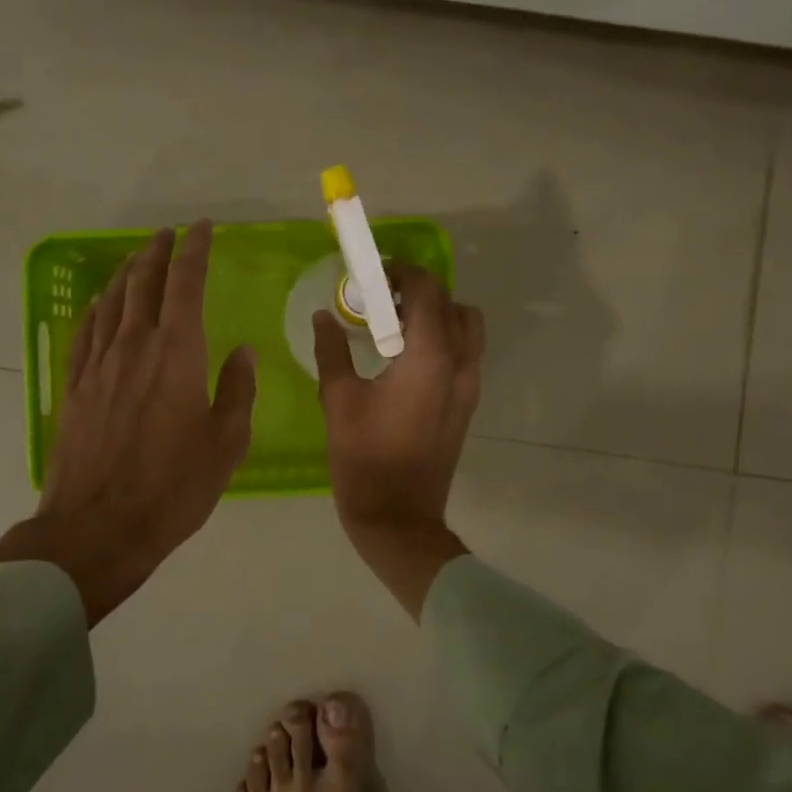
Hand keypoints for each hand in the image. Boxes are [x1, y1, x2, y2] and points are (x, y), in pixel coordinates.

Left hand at [0, 221, 255, 624]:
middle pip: (143, 283)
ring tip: (139, 258)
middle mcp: (134, 346)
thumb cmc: (173, 488)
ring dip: (128, 273)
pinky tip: (102, 303)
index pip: (185, 285)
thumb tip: (242, 353)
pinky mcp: (76, 386)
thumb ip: (237, 392)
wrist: (98, 527)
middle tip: (169, 234)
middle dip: (157, 252)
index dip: (193, 251)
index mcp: (177, 354)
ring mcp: (99, 365)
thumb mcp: (225, 444)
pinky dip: (97, 308)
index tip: (201, 229)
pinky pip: (86, 331)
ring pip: (112, 301)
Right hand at [313, 264, 484, 617]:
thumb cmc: (363, 458)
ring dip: (437, 314)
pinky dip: (443, 339)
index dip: (402, 273)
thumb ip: (332, 351)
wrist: (398, 518)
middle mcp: (459, 364)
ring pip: (466, 328)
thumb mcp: (338, 400)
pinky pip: (464, 353)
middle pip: (452, 303)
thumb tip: (323, 318)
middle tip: (381, 300)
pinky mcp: (467, 404)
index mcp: (429, 357)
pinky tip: (405, 357)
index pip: (428, 290)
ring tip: (396, 327)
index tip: (374, 277)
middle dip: (419, 291)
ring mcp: (469, 385)